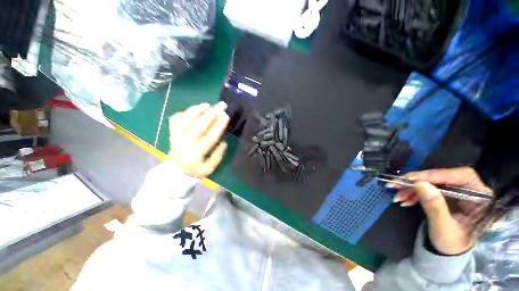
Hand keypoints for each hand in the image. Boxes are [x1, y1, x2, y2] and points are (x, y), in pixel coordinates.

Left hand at [168, 102, 229, 177]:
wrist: (174, 172)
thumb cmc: (194, 172)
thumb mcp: (208, 170)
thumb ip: (217, 157)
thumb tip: (224, 143)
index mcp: (195, 154)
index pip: (210, 137)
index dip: (219, 125)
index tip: (226, 115)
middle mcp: (185, 143)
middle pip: (199, 125)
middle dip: (212, 113)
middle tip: (221, 105)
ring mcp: (176, 137)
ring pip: (185, 119)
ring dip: (197, 110)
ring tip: (207, 105)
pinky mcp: (171, 134)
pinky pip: (175, 119)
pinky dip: (183, 113)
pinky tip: (193, 111)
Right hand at [389, 167, 491, 254]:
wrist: (448, 251)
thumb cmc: (451, 244)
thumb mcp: (443, 229)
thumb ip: (434, 207)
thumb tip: (420, 184)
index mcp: (481, 198)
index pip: (462, 176)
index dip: (436, 175)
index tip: (411, 179)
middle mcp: (472, 190)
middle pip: (443, 177)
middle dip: (418, 181)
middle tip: (396, 185)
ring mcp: (458, 191)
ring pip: (432, 181)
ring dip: (412, 187)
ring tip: (398, 196)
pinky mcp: (447, 193)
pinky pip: (428, 187)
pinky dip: (414, 192)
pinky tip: (404, 199)